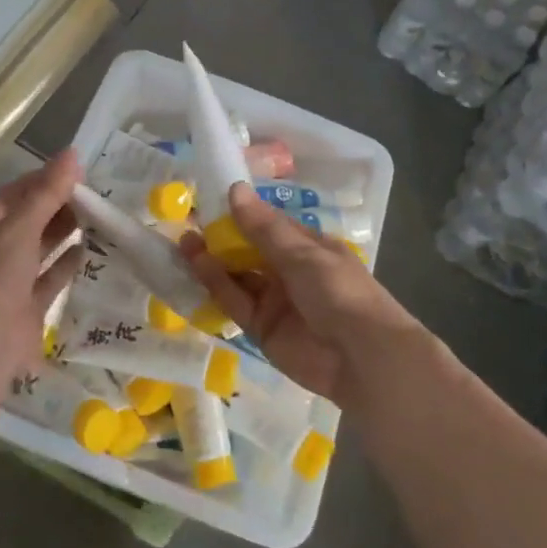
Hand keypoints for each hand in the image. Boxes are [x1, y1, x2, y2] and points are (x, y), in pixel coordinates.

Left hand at [0, 151, 85, 378]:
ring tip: (98, 217)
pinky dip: (68, 264)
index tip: (78, 171)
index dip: (45, 180)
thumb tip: (72, 154)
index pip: (17, 194)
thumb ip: (47, 192)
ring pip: (41, 249)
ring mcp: (10, 281)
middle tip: (96, 194)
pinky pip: (50, 279)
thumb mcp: (20, 226)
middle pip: (31, 220)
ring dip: (65, 233)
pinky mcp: (28, 307)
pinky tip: (89, 250)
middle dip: (59, 206)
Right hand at [180, 183, 417, 407]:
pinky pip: (234, 305)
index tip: (209, 199)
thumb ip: (263, 228)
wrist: (361, 358)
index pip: (268, 226)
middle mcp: (288, 272)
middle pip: (248, 252)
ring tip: (185, 242)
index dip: (240, 214)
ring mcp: (274, 301)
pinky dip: (215, 288)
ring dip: (212, 261)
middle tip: (188, 221)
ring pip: (237, 277)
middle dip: (220, 238)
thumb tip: (234, 189)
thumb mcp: (302, 254)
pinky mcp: (261, 329)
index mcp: (307, 248)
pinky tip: (196, 268)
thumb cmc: (339, 292)